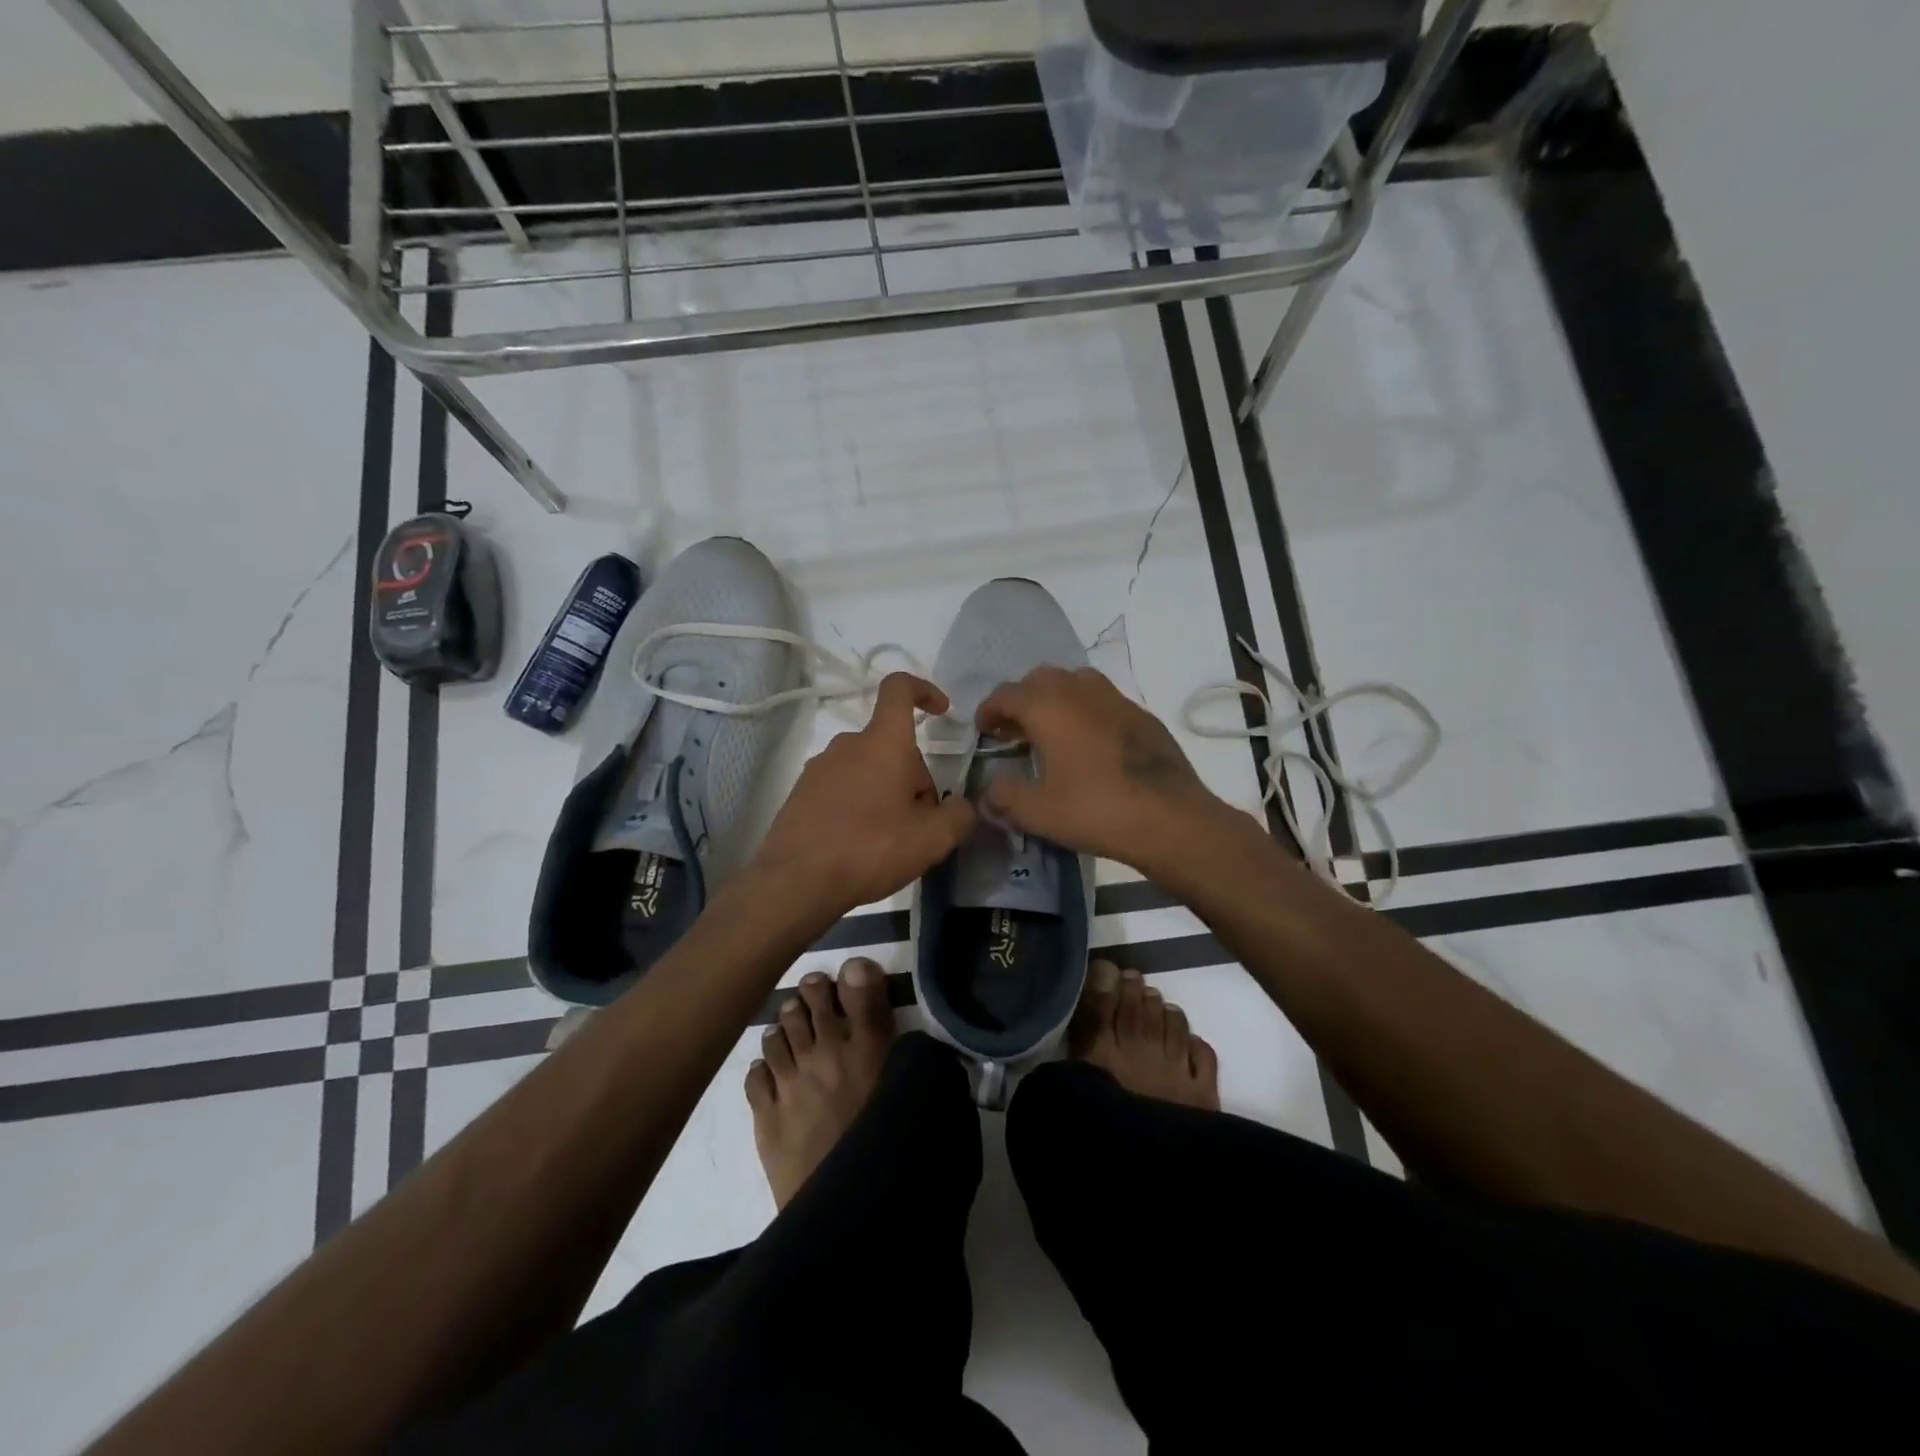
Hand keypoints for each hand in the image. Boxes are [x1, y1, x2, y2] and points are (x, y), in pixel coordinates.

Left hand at [751, 673, 976, 915]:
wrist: (795, 882)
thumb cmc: (869, 849)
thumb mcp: (931, 840)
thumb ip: (959, 816)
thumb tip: (960, 805)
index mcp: (882, 743)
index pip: (899, 689)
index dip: (924, 690)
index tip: (942, 711)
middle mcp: (847, 744)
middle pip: (891, 745)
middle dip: (913, 776)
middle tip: (920, 824)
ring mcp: (819, 768)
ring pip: (867, 769)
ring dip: (886, 793)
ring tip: (889, 841)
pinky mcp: (801, 793)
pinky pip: (842, 788)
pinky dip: (858, 806)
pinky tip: (859, 846)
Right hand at [976, 666, 1223, 869]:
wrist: (1171, 818)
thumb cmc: (1096, 810)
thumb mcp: (1037, 812)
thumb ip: (1004, 796)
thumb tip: (988, 790)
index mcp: (1049, 707)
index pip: (1006, 694)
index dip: (989, 710)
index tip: (984, 730)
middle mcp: (1080, 691)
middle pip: (1040, 679)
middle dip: (1021, 700)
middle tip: (1014, 731)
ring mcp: (1116, 699)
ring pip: (1075, 682)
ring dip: (1055, 699)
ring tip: (1051, 731)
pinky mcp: (1142, 715)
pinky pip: (1103, 700)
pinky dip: (1086, 711)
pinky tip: (1090, 744)